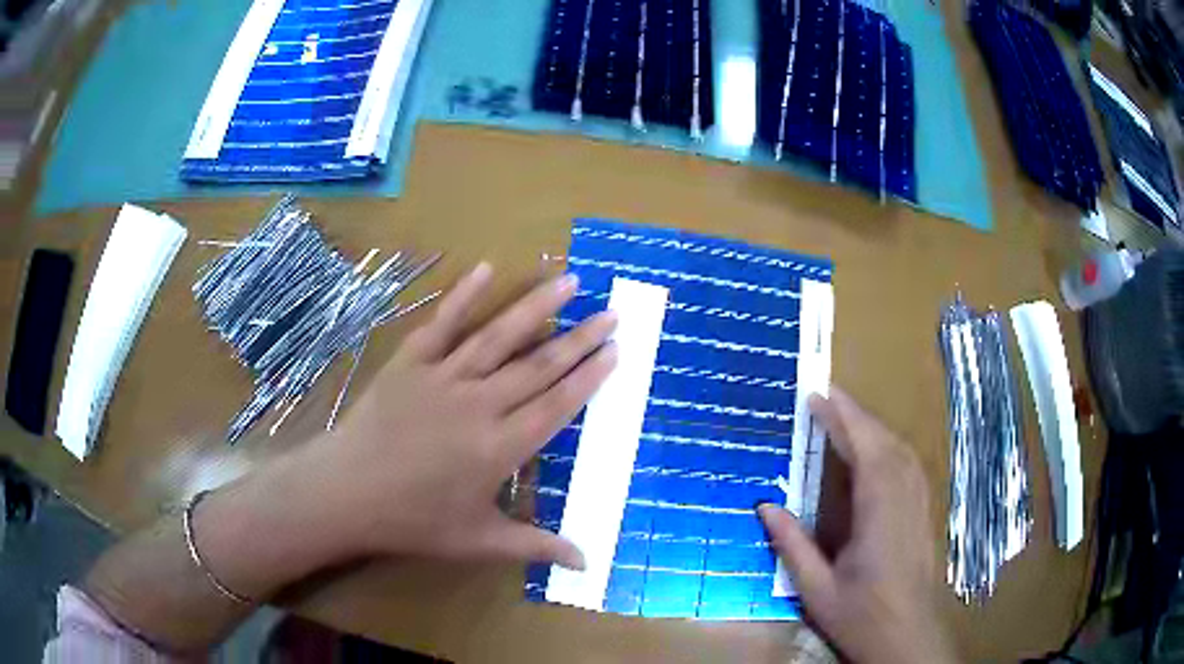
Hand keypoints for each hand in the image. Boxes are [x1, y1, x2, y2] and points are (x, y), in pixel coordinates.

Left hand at [291, 263, 616, 568]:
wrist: (346, 493)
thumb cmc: (414, 521)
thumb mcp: (478, 541)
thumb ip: (535, 546)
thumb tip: (587, 563)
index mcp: (499, 447)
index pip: (556, 405)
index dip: (588, 376)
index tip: (614, 351)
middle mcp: (479, 404)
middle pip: (538, 365)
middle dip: (579, 337)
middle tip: (610, 313)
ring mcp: (443, 377)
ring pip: (499, 336)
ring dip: (536, 306)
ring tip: (568, 280)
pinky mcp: (410, 362)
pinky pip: (443, 323)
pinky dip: (464, 295)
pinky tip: (486, 268)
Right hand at [758, 388, 955, 663]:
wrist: (908, 637)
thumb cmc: (861, 616)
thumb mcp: (817, 589)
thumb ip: (792, 545)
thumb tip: (765, 506)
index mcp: (879, 514)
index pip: (865, 450)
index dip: (842, 420)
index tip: (818, 396)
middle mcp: (904, 498)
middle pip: (885, 442)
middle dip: (856, 414)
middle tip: (825, 395)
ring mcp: (919, 503)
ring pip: (901, 450)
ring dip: (874, 427)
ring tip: (845, 415)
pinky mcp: (923, 511)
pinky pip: (909, 464)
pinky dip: (890, 445)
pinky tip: (878, 449)